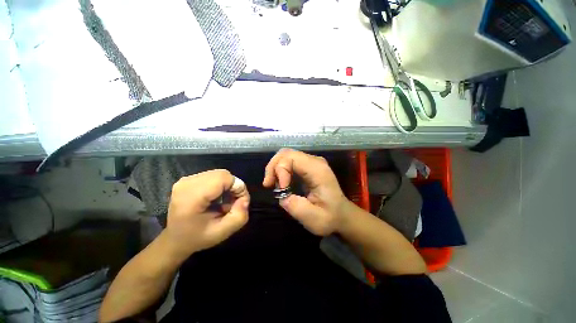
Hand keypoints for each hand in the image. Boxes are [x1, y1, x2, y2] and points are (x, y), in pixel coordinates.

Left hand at [164, 170, 249, 258]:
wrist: (174, 239)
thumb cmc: (197, 237)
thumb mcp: (222, 232)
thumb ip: (239, 216)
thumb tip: (245, 200)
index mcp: (191, 196)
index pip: (224, 178)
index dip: (237, 187)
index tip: (240, 202)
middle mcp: (187, 183)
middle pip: (222, 174)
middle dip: (233, 186)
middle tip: (234, 202)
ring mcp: (186, 179)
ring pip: (219, 174)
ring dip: (227, 185)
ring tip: (225, 201)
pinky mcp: (188, 179)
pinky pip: (213, 176)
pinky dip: (221, 185)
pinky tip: (217, 197)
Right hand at [263, 149, 351, 235]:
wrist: (342, 215)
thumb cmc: (330, 217)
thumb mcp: (313, 218)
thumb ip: (294, 206)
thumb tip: (281, 194)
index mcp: (317, 170)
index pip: (291, 158)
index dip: (280, 171)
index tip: (280, 190)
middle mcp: (314, 161)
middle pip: (286, 153)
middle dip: (273, 167)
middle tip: (268, 184)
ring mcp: (311, 163)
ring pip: (286, 156)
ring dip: (275, 169)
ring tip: (271, 184)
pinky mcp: (308, 167)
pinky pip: (290, 162)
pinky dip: (280, 171)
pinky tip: (279, 183)